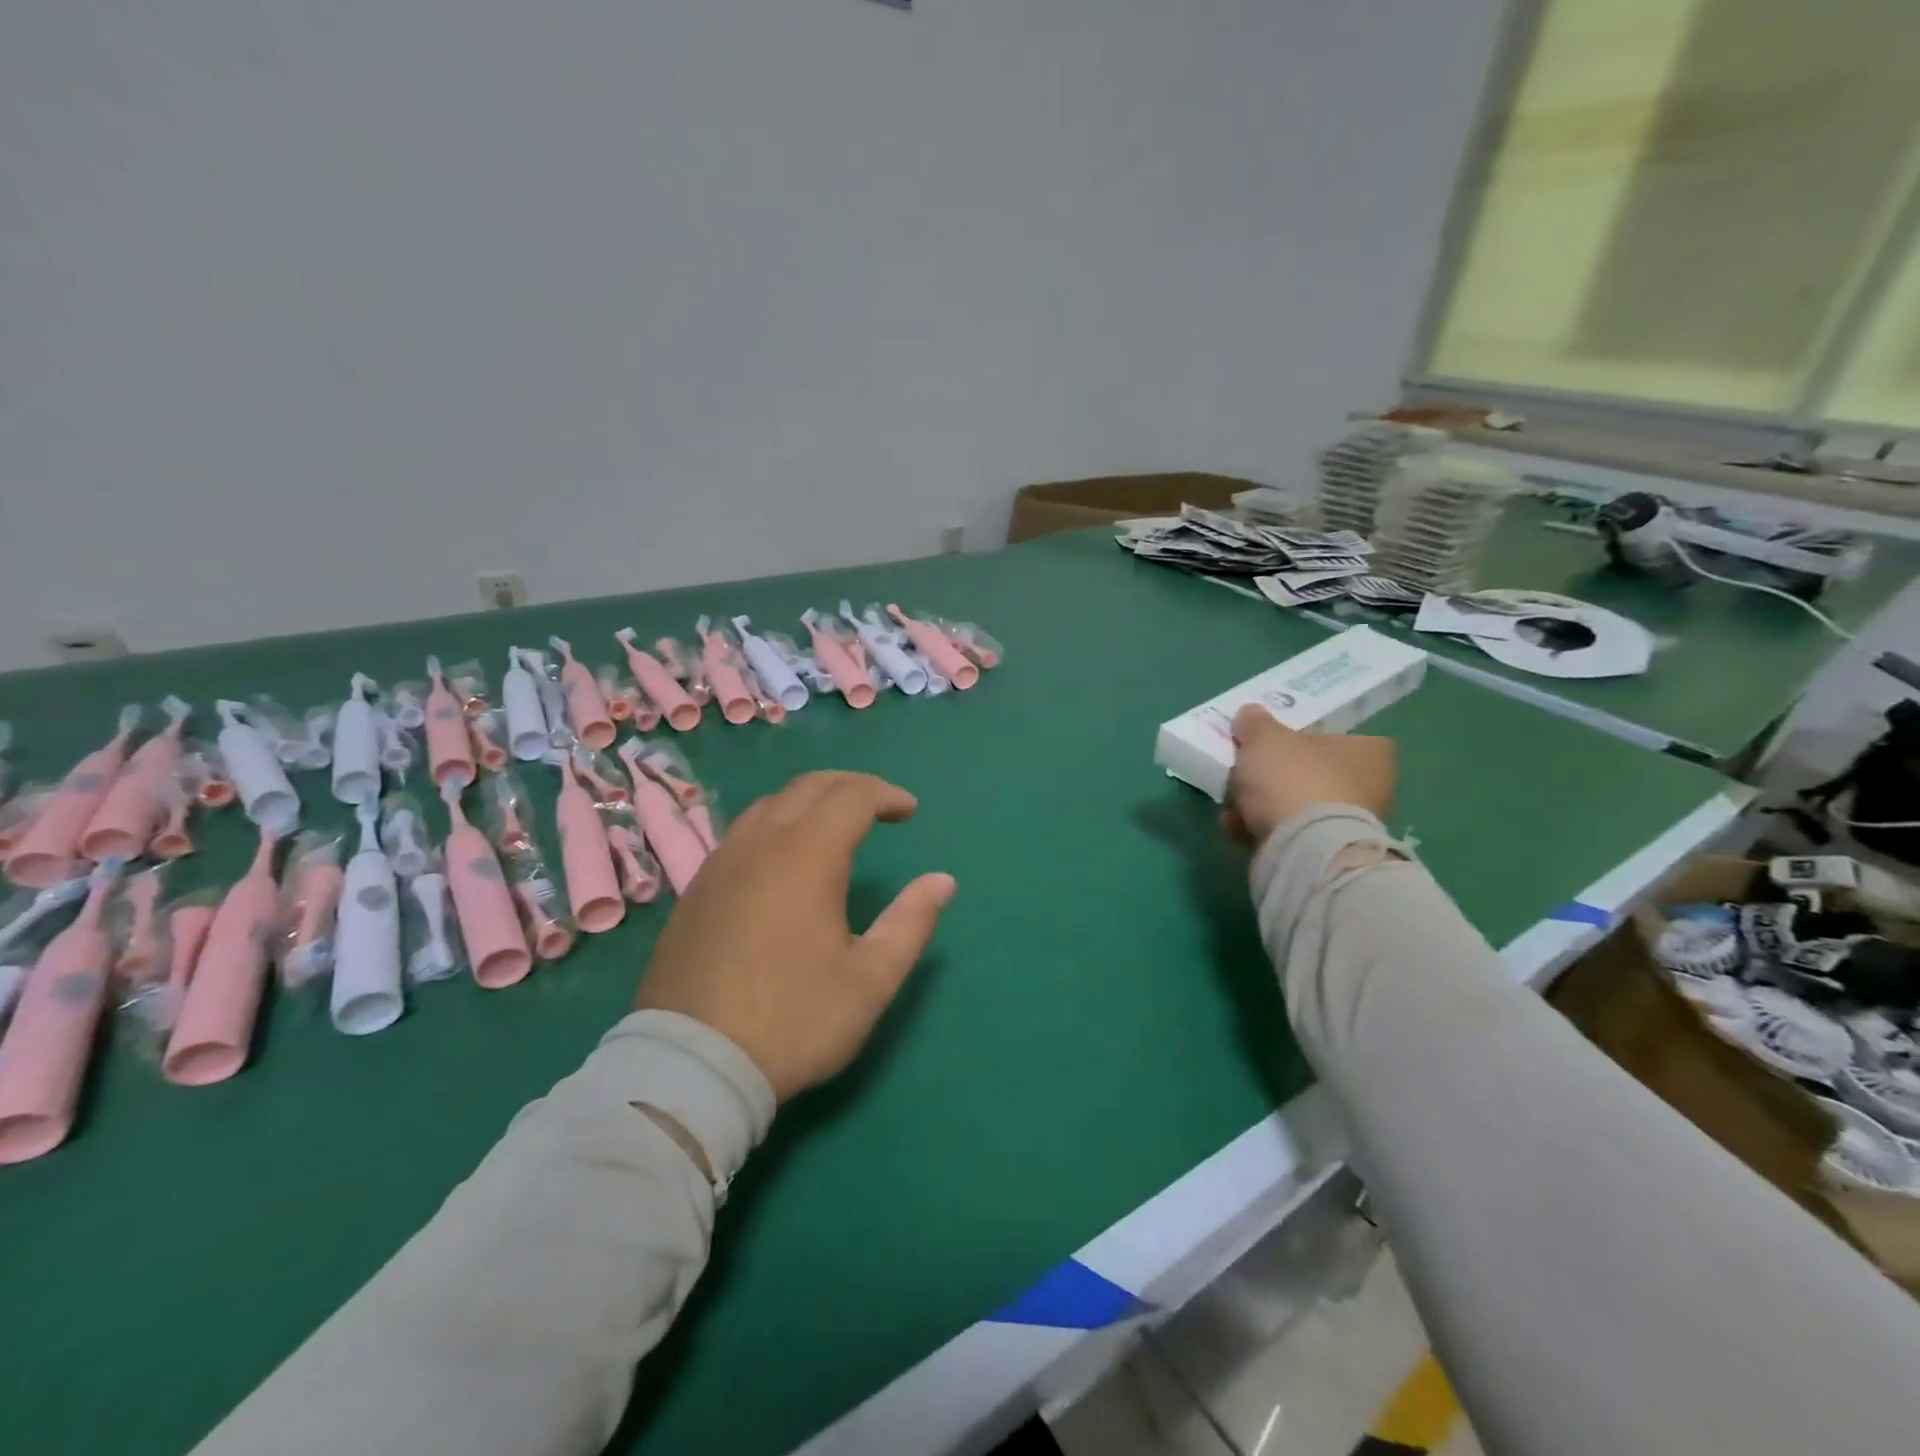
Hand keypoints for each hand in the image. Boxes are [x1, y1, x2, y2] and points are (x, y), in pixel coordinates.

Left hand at [635, 771, 955, 1101]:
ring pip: (769, 805)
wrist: (691, 1066)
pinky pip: (742, 833)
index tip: (910, 811)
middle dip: (850, 787)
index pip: (852, 796)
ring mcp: (720, 864)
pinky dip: (776, 825)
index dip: (886, 795)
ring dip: (809, 801)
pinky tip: (784, 858)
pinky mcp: (696, 889)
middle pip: (808, 787)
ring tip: (835, 824)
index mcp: (806, 855)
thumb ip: (911, 922)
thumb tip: (943, 881)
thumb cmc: (794, 1019)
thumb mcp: (870, 980)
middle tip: (878, 806)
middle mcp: (759, 844)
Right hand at [1222, 704, 1395, 846]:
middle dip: (1274, 774)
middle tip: (1244, 771)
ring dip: (1262, 803)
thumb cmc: (1293, 780)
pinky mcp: (1325, 854)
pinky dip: (1262, 829)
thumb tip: (1250, 714)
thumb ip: (1256, 724)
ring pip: (1296, 805)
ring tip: (1231, 804)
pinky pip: (1289, 833)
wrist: (1302, 850)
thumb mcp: (1265, 738)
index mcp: (1369, 753)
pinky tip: (1235, 827)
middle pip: (1311, 772)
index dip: (1301, 737)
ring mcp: (1349, 826)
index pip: (1336, 736)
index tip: (1269, 742)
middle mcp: (1369, 788)